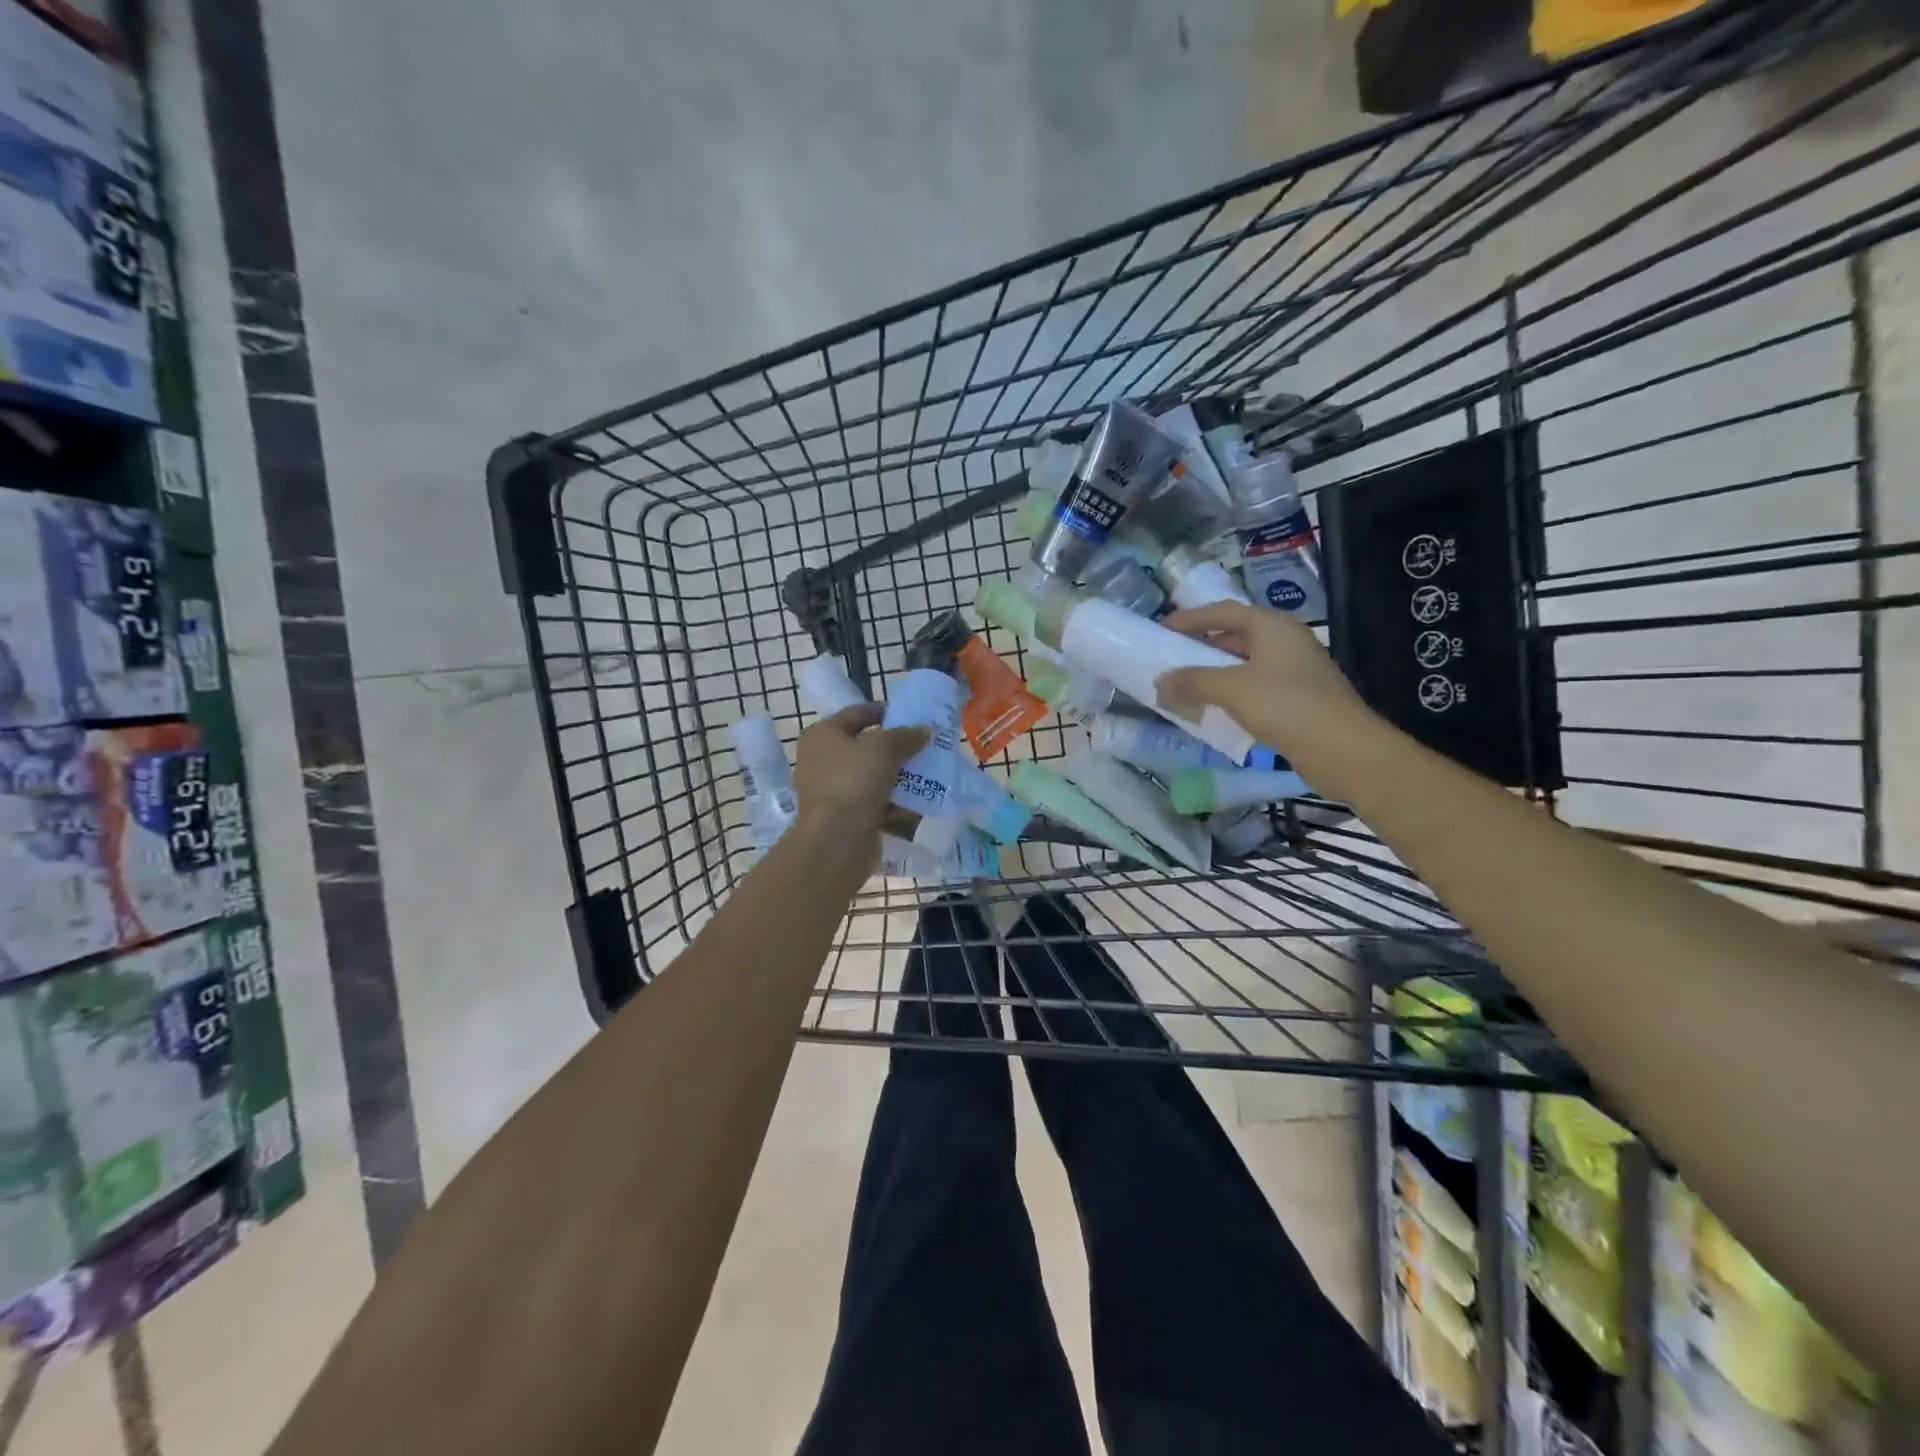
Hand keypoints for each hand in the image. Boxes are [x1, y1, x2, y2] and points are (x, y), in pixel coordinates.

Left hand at [792, 706, 928, 843]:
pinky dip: (894, 801)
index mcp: (822, 734)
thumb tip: (923, 731)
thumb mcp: (884, 748)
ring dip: (898, 775)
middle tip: (924, 745)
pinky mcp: (844, 815)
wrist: (837, 839)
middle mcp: (822, 759)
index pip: (857, 713)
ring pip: (871, 775)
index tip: (913, 716)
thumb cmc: (854, 781)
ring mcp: (832, 789)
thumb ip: (905, 735)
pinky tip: (918, 801)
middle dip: (895, 746)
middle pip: (865, 746)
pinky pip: (874, 801)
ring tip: (927, 772)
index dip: (885, 712)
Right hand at [1155, 602, 1381, 788]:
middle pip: (1237, 635)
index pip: (1225, 611)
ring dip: (1216, 672)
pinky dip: (1232, 692)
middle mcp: (1287, 641)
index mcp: (1273, 627)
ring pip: (1246, 663)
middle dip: (1203, 646)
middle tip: (1173, 657)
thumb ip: (1192, 682)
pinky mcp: (1299, 698)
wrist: (1343, 749)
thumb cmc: (1286, 706)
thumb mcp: (1231, 689)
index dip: (1192, 618)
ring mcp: (1296, 670)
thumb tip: (1160, 682)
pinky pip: (1256, 687)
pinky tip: (1215, 708)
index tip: (1164, 628)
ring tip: (1187, 684)